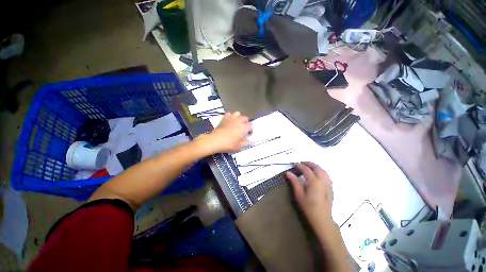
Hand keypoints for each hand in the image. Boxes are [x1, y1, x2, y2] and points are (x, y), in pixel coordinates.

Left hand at [202, 112, 251, 153]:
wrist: (215, 140)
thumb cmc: (228, 144)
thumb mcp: (238, 146)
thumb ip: (245, 143)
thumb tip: (251, 142)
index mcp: (244, 128)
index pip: (250, 125)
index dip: (250, 129)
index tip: (248, 133)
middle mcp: (239, 121)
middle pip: (245, 118)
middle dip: (245, 122)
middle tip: (243, 128)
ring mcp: (231, 118)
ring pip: (238, 113)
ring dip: (238, 117)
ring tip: (236, 122)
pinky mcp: (224, 118)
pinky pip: (229, 114)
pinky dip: (230, 116)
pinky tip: (229, 121)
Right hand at [286, 162, 333, 226]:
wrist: (322, 219)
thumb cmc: (308, 207)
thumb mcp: (299, 194)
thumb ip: (294, 181)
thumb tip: (288, 172)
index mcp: (314, 182)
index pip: (306, 169)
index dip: (299, 165)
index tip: (293, 164)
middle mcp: (322, 180)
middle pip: (316, 167)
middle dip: (308, 163)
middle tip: (301, 163)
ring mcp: (328, 184)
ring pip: (323, 170)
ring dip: (315, 166)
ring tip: (308, 167)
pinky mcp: (331, 188)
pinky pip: (326, 175)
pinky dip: (320, 171)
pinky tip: (316, 174)